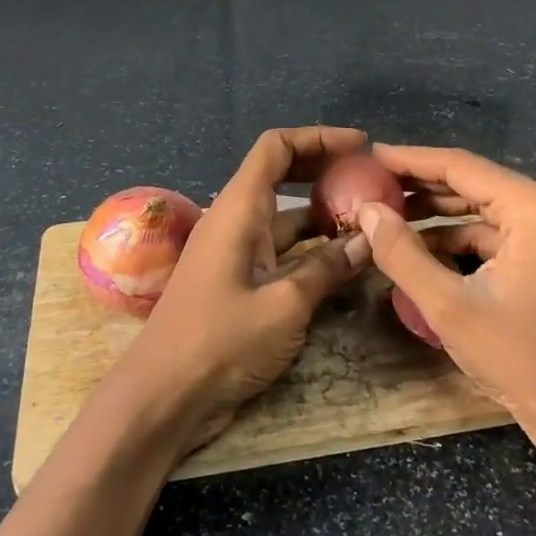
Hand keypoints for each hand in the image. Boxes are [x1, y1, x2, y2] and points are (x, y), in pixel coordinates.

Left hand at [124, 126, 370, 451]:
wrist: (163, 397)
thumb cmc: (220, 342)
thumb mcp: (284, 304)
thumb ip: (326, 268)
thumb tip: (366, 241)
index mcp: (238, 209)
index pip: (276, 148)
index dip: (318, 138)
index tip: (361, 146)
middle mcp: (236, 221)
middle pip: (281, 176)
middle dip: (325, 171)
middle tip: (371, 181)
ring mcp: (236, 253)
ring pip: (285, 218)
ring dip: (323, 215)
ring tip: (370, 220)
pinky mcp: (240, 283)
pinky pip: (280, 251)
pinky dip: (311, 249)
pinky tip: (343, 262)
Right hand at [354, 144, 535, 431]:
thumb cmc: (518, 360)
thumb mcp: (447, 307)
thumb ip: (401, 252)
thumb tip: (366, 211)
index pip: (463, 167)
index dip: (411, 160)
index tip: (370, 155)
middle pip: (477, 181)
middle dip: (423, 185)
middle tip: (373, 184)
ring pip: (488, 205)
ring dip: (442, 211)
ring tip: (391, 212)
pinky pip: (503, 229)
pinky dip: (465, 235)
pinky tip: (426, 245)